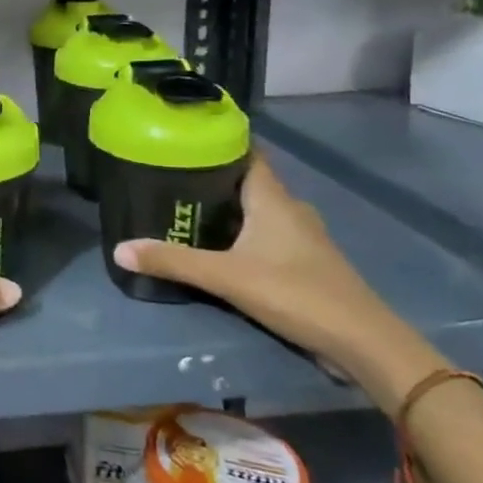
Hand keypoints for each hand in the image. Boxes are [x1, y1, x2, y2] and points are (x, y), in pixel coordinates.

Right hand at [111, 155, 449, 413]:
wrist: (363, 343)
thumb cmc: (295, 294)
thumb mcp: (226, 277)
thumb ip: (173, 262)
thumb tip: (119, 249)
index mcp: (273, 199)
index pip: (246, 154)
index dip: (218, 143)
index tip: (184, 139)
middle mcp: (290, 209)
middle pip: (247, 182)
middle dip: (213, 179)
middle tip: (171, 178)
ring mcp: (303, 237)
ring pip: (259, 210)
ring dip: (229, 209)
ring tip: (188, 211)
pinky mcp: (307, 263)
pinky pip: (268, 235)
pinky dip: (244, 234)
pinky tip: (221, 249)